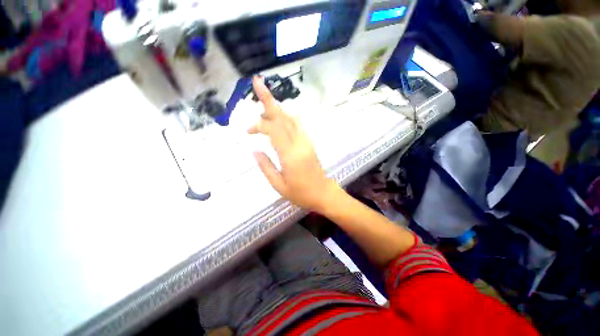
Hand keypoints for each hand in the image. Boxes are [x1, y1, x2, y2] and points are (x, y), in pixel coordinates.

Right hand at [248, 76, 339, 211]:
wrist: (323, 193)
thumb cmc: (300, 193)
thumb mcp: (278, 185)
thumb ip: (265, 166)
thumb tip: (254, 149)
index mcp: (290, 154)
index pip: (274, 129)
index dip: (259, 124)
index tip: (248, 130)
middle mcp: (299, 143)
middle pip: (283, 117)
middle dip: (269, 100)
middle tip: (257, 83)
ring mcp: (306, 141)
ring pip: (291, 118)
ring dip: (277, 109)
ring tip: (263, 108)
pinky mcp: (309, 142)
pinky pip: (298, 124)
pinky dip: (287, 117)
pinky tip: (279, 119)